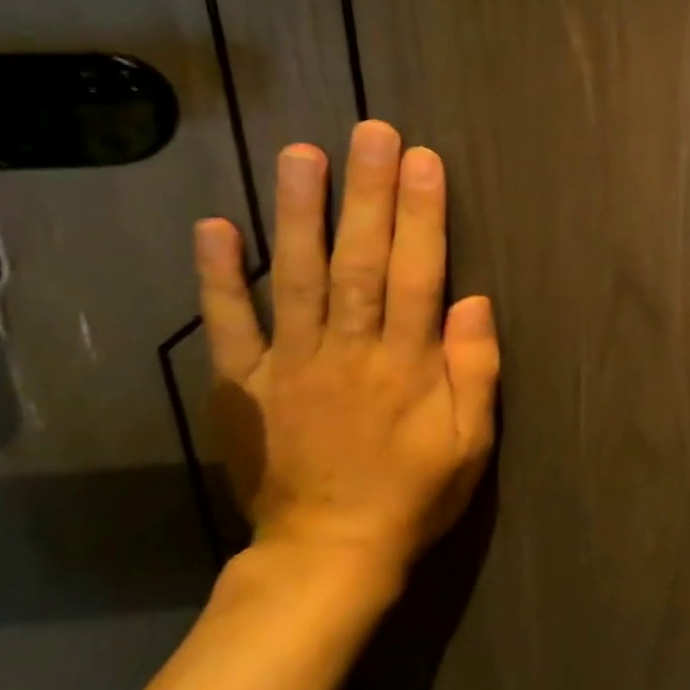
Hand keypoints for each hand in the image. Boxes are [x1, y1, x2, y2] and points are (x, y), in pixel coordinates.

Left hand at [193, 121, 499, 590]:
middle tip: (370, 132)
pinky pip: (229, 326)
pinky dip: (217, 277)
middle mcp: (347, 352)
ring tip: (300, 154)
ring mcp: (289, 366)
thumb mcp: (470, 442)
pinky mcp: (244, 386)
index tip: (423, 160)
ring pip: (295, 278)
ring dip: (297, 213)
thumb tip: (473, 300)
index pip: (418, 275)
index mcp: (405, 365)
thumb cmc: (414, 494)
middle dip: (367, 194)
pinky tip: (214, 226)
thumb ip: (475, 370)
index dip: (422, 215)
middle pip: (359, 261)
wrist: (326, 557)